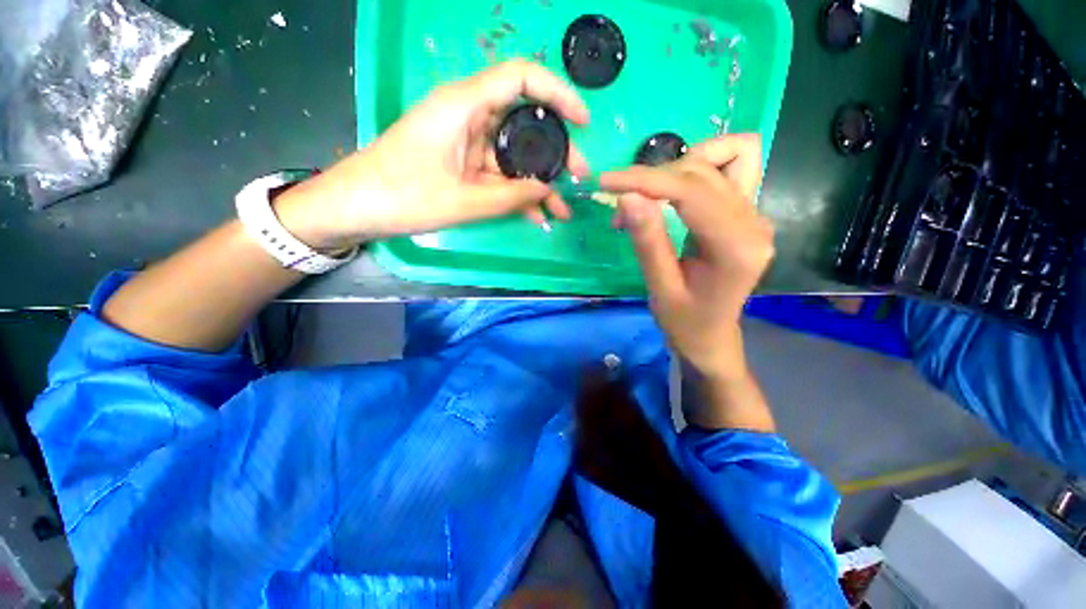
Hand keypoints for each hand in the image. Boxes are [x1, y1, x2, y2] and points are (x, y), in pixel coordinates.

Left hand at [276, 60, 589, 250]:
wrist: (358, 207)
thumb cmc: (403, 196)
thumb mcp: (463, 200)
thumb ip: (511, 197)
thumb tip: (547, 191)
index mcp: (465, 106)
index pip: (521, 78)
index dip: (558, 94)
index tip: (583, 122)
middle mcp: (469, 117)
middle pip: (524, 123)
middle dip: (556, 152)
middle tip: (578, 177)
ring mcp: (467, 143)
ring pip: (514, 156)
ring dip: (539, 183)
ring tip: (562, 208)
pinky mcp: (464, 164)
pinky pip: (499, 175)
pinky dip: (518, 194)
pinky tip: (537, 215)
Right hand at [600, 134, 771, 380]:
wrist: (711, 335)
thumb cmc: (684, 321)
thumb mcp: (659, 288)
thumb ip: (648, 241)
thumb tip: (627, 196)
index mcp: (736, 248)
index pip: (691, 192)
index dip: (645, 180)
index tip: (606, 182)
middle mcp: (755, 222)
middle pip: (702, 172)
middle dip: (653, 180)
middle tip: (621, 209)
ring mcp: (756, 214)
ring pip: (720, 159)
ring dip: (676, 169)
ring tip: (649, 197)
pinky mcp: (748, 211)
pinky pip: (733, 165)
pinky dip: (701, 165)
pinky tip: (678, 187)